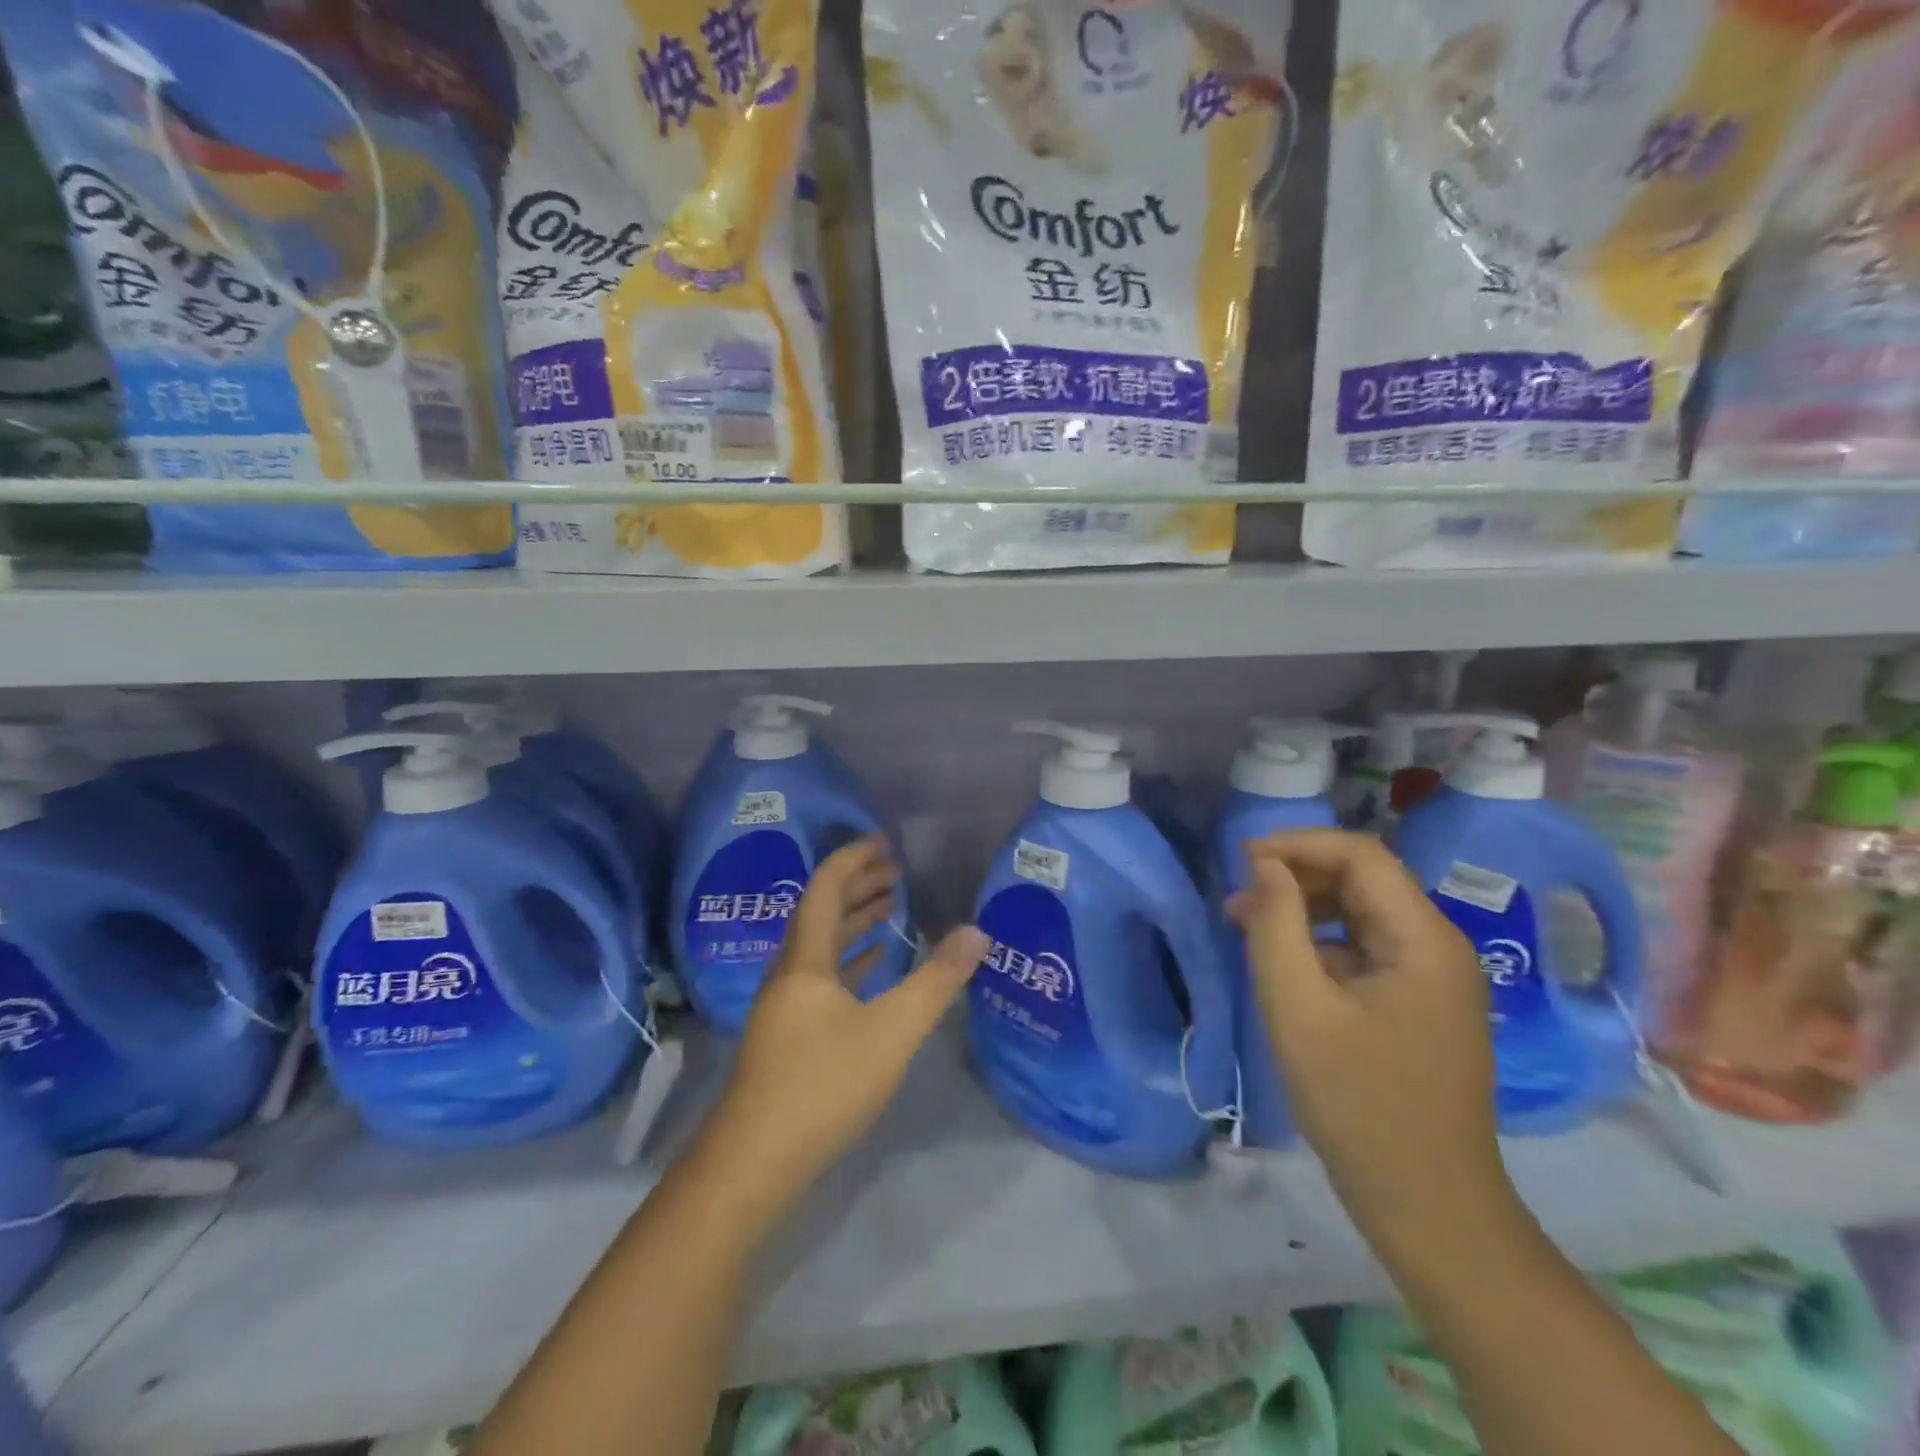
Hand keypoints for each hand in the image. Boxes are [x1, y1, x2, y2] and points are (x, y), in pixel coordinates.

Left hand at [700, 837, 988, 1221]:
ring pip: (821, 946)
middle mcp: (790, 972)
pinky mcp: (789, 1034)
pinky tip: (873, 965)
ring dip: (854, 921)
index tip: (884, 842)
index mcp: (805, 960)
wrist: (755, 1163)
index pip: (825, 888)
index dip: (853, 859)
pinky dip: (850, 960)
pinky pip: (822, 978)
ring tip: (891, 906)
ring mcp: (785, 1005)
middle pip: (821, 912)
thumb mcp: (892, 1031)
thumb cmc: (823, 1085)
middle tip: (896, 870)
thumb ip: (936, 980)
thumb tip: (977, 932)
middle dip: (858, 885)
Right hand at [1228, 831, 1517, 1256]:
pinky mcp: (1421, 1004)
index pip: (1361, 855)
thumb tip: (1264, 867)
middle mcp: (1438, 946)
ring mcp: (1434, 977)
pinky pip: (1367, 948)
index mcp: (1423, 939)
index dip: (1298, 844)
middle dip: (1298, 875)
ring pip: (1363, 913)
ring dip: (1305, 907)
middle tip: (1238, 896)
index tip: (1241, 860)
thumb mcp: (1297, 1008)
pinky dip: (1322, 942)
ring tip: (1248, 925)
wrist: (1428, 1205)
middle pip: (1365, 879)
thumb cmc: (1358, 1103)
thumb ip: (1276, 926)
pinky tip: (1284, 964)